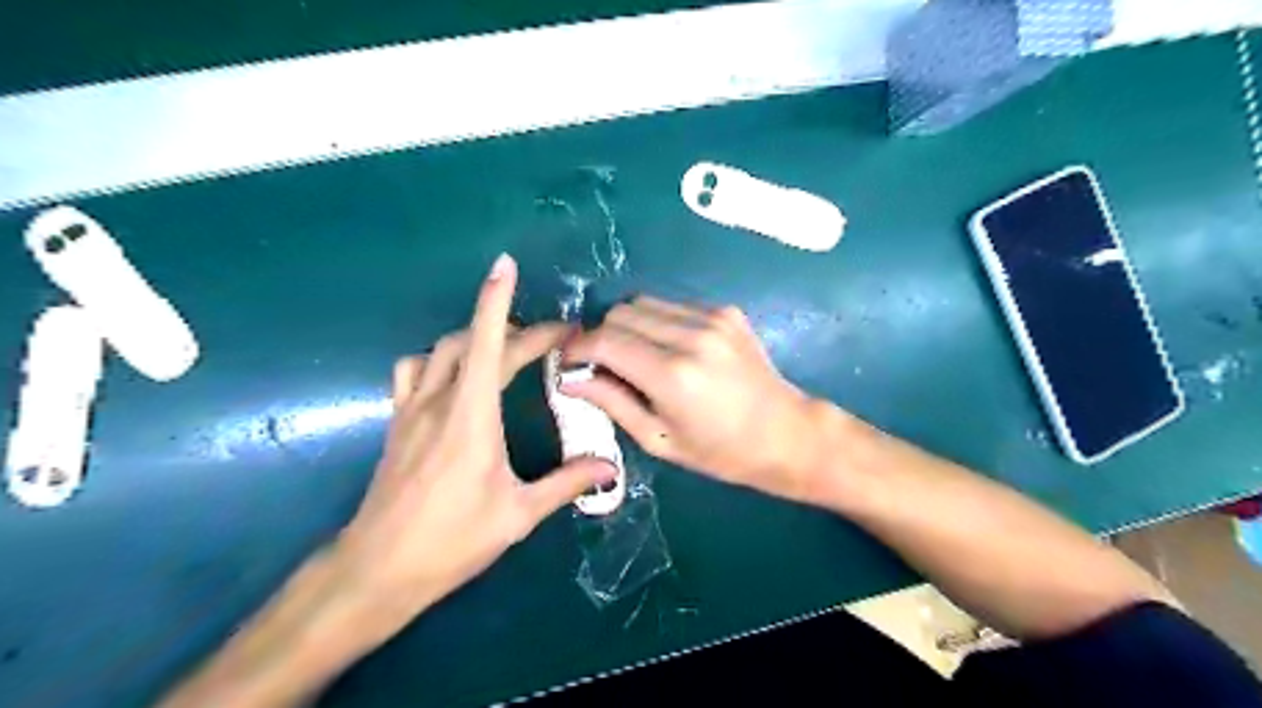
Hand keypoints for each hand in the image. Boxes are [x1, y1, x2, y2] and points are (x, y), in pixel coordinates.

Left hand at [329, 255, 616, 635]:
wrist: (378, 569)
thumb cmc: (452, 541)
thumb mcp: (518, 514)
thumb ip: (567, 483)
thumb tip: (610, 466)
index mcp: (470, 416)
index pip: (486, 342)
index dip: (497, 300)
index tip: (507, 266)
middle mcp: (438, 401)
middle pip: (472, 341)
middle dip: (513, 327)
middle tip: (550, 339)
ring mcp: (410, 409)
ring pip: (440, 349)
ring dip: (472, 337)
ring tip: (504, 350)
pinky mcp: (396, 422)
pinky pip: (414, 371)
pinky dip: (438, 359)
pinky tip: (455, 378)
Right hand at [562, 297, 830, 504]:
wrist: (786, 434)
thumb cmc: (721, 452)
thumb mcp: (659, 439)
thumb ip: (612, 402)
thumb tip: (569, 377)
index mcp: (672, 375)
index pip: (604, 340)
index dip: (577, 347)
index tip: (569, 362)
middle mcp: (691, 336)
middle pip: (620, 313)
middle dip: (602, 336)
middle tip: (605, 365)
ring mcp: (712, 318)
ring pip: (644, 302)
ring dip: (629, 326)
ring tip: (638, 357)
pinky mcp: (726, 311)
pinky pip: (673, 305)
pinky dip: (659, 322)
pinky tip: (672, 349)